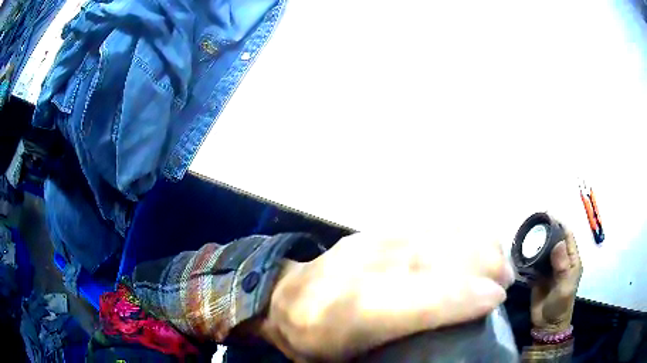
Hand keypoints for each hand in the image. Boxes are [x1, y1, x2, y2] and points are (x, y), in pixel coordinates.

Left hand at [260, 232, 515, 360]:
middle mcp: (363, 269)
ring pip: (435, 234)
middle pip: (436, 258)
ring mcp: (368, 243)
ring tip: (499, 259)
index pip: (421, 299)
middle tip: (507, 279)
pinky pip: (424, 225)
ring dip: (475, 243)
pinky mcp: (372, 231)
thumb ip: (394, 353)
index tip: (497, 298)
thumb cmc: (315, 341)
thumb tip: (445, 348)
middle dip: (482, 263)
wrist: (283, 299)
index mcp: (353, 312)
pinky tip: (474, 240)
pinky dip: (457, 231)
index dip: (465, 297)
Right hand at [530, 222, 582, 332]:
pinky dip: (530, 256)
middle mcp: (562, 261)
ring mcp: (550, 269)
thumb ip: (562, 266)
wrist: (547, 325)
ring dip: (537, 243)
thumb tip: (557, 243)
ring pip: (545, 250)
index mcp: (572, 261)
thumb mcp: (564, 287)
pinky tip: (522, 251)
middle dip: (547, 231)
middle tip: (533, 223)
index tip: (548, 215)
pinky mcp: (539, 277)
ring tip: (526, 234)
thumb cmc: (560, 305)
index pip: (568, 237)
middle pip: (555, 241)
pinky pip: (535, 263)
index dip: (560, 224)